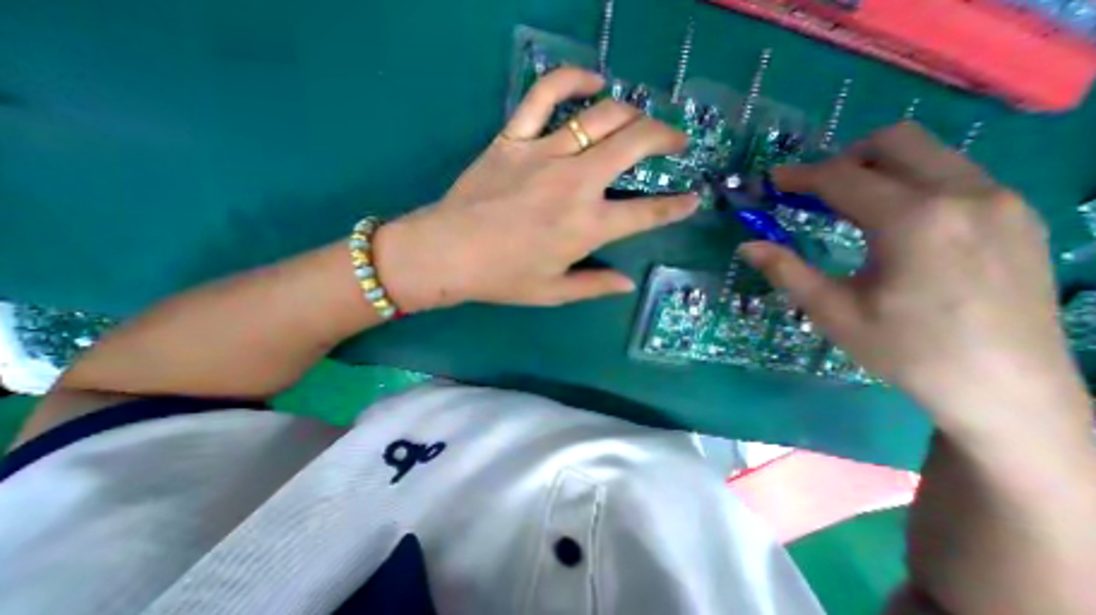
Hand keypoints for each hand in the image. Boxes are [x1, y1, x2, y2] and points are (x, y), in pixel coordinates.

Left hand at [373, 67, 697, 311]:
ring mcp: (544, 154)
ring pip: (602, 115)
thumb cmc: (503, 278)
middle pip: (634, 145)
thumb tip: (627, 284)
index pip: (646, 213)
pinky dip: (572, 79)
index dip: (675, 207)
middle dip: (665, 138)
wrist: (448, 253)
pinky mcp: (514, 138)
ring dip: (632, 112)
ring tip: (642, 118)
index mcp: (587, 227)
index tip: (692, 199)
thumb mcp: (553, 292)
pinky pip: (545, 93)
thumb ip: (594, 285)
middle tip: (676, 141)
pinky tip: (592, 80)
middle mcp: (575, 184)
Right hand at [736, 122, 1084, 432]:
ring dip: (875, 169)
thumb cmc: (905, 349)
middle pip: (895, 143)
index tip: (772, 180)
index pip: (843, 177)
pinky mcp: (1017, 216)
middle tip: (810, 191)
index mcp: (914, 220)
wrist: (1006, 388)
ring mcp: (1001, 201)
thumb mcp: (830, 311)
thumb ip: (786, 270)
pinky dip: (908, 183)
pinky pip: (952, 175)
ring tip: (842, 206)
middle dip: (842, 160)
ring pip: (929, 153)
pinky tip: (888, 222)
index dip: (800, 176)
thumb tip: (747, 246)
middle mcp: (966, 195)